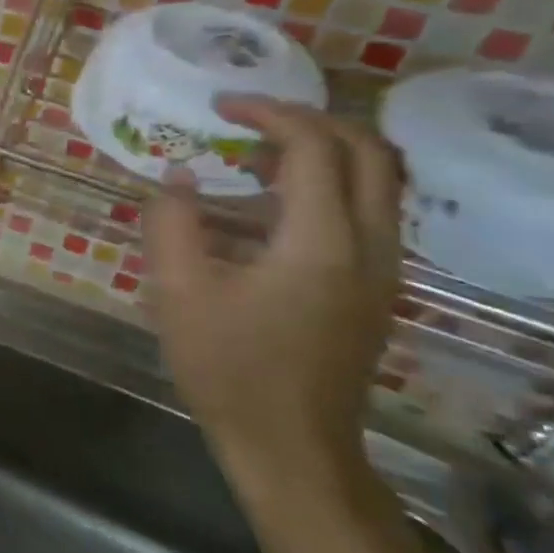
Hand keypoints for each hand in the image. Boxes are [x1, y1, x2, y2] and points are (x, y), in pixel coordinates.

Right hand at [145, 97, 403, 492]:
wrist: (291, 446)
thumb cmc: (228, 367)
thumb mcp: (178, 291)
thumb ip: (171, 222)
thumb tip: (176, 176)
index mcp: (321, 242)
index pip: (315, 146)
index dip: (269, 113)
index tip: (220, 106)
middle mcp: (369, 246)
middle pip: (370, 151)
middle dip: (310, 120)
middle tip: (249, 120)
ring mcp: (382, 270)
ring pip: (378, 181)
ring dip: (322, 152)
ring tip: (252, 158)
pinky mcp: (375, 289)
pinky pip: (367, 212)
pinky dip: (327, 186)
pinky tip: (267, 209)